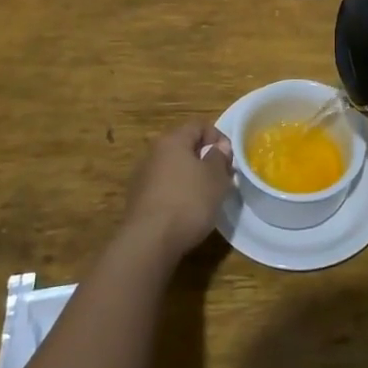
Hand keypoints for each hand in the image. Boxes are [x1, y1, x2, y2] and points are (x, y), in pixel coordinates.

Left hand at [120, 118, 232, 262]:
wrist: (149, 241)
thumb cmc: (188, 201)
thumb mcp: (215, 177)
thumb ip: (219, 157)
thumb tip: (218, 147)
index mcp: (172, 140)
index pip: (198, 126)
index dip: (218, 137)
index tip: (229, 158)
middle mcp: (154, 153)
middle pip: (184, 147)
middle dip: (205, 159)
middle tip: (221, 177)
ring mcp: (143, 177)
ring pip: (174, 169)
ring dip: (191, 177)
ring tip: (207, 197)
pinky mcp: (138, 200)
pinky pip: (164, 188)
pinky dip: (178, 193)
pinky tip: (187, 212)